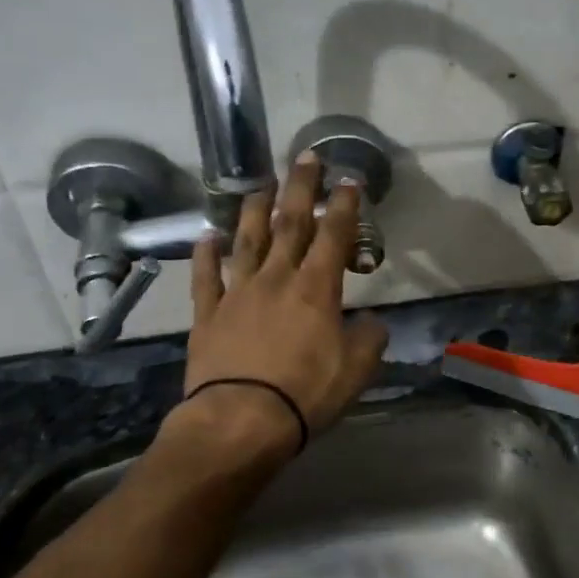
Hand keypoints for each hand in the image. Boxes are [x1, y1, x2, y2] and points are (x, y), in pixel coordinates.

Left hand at [168, 153, 388, 464]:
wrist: (241, 419)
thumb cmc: (306, 393)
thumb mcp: (357, 369)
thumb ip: (370, 338)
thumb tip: (372, 321)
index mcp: (316, 289)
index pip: (333, 236)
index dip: (343, 206)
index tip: (348, 181)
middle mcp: (276, 279)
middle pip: (289, 224)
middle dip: (300, 188)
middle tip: (306, 158)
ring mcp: (237, 294)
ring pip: (247, 241)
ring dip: (255, 210)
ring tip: (260, 185)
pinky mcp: (208, 315)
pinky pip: (206, 278)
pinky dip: (206, 255)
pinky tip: (207, 237)